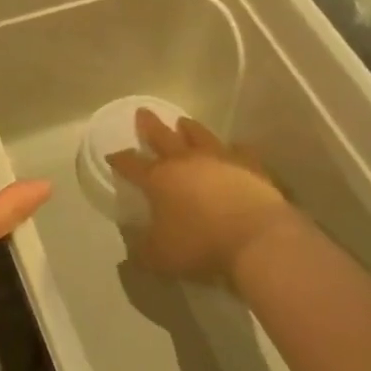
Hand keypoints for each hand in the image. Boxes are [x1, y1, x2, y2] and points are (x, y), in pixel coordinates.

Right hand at [108, 111, 307, 283]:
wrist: (258, 240)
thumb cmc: (201, 245)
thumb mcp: (160, 258)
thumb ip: (142, 252)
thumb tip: (130, 252)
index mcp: (158, 179)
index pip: (132, 165)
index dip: (120, 160)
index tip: (112, 155)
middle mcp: (186, 162)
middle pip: (163, 137)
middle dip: (150, 127)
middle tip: (142, 112)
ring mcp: (220, 160)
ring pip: (200, 136)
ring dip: (189, 128)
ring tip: (183, 122)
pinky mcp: (251, 167)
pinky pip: (239, 151)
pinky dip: (233, 148)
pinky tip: (233, 147)